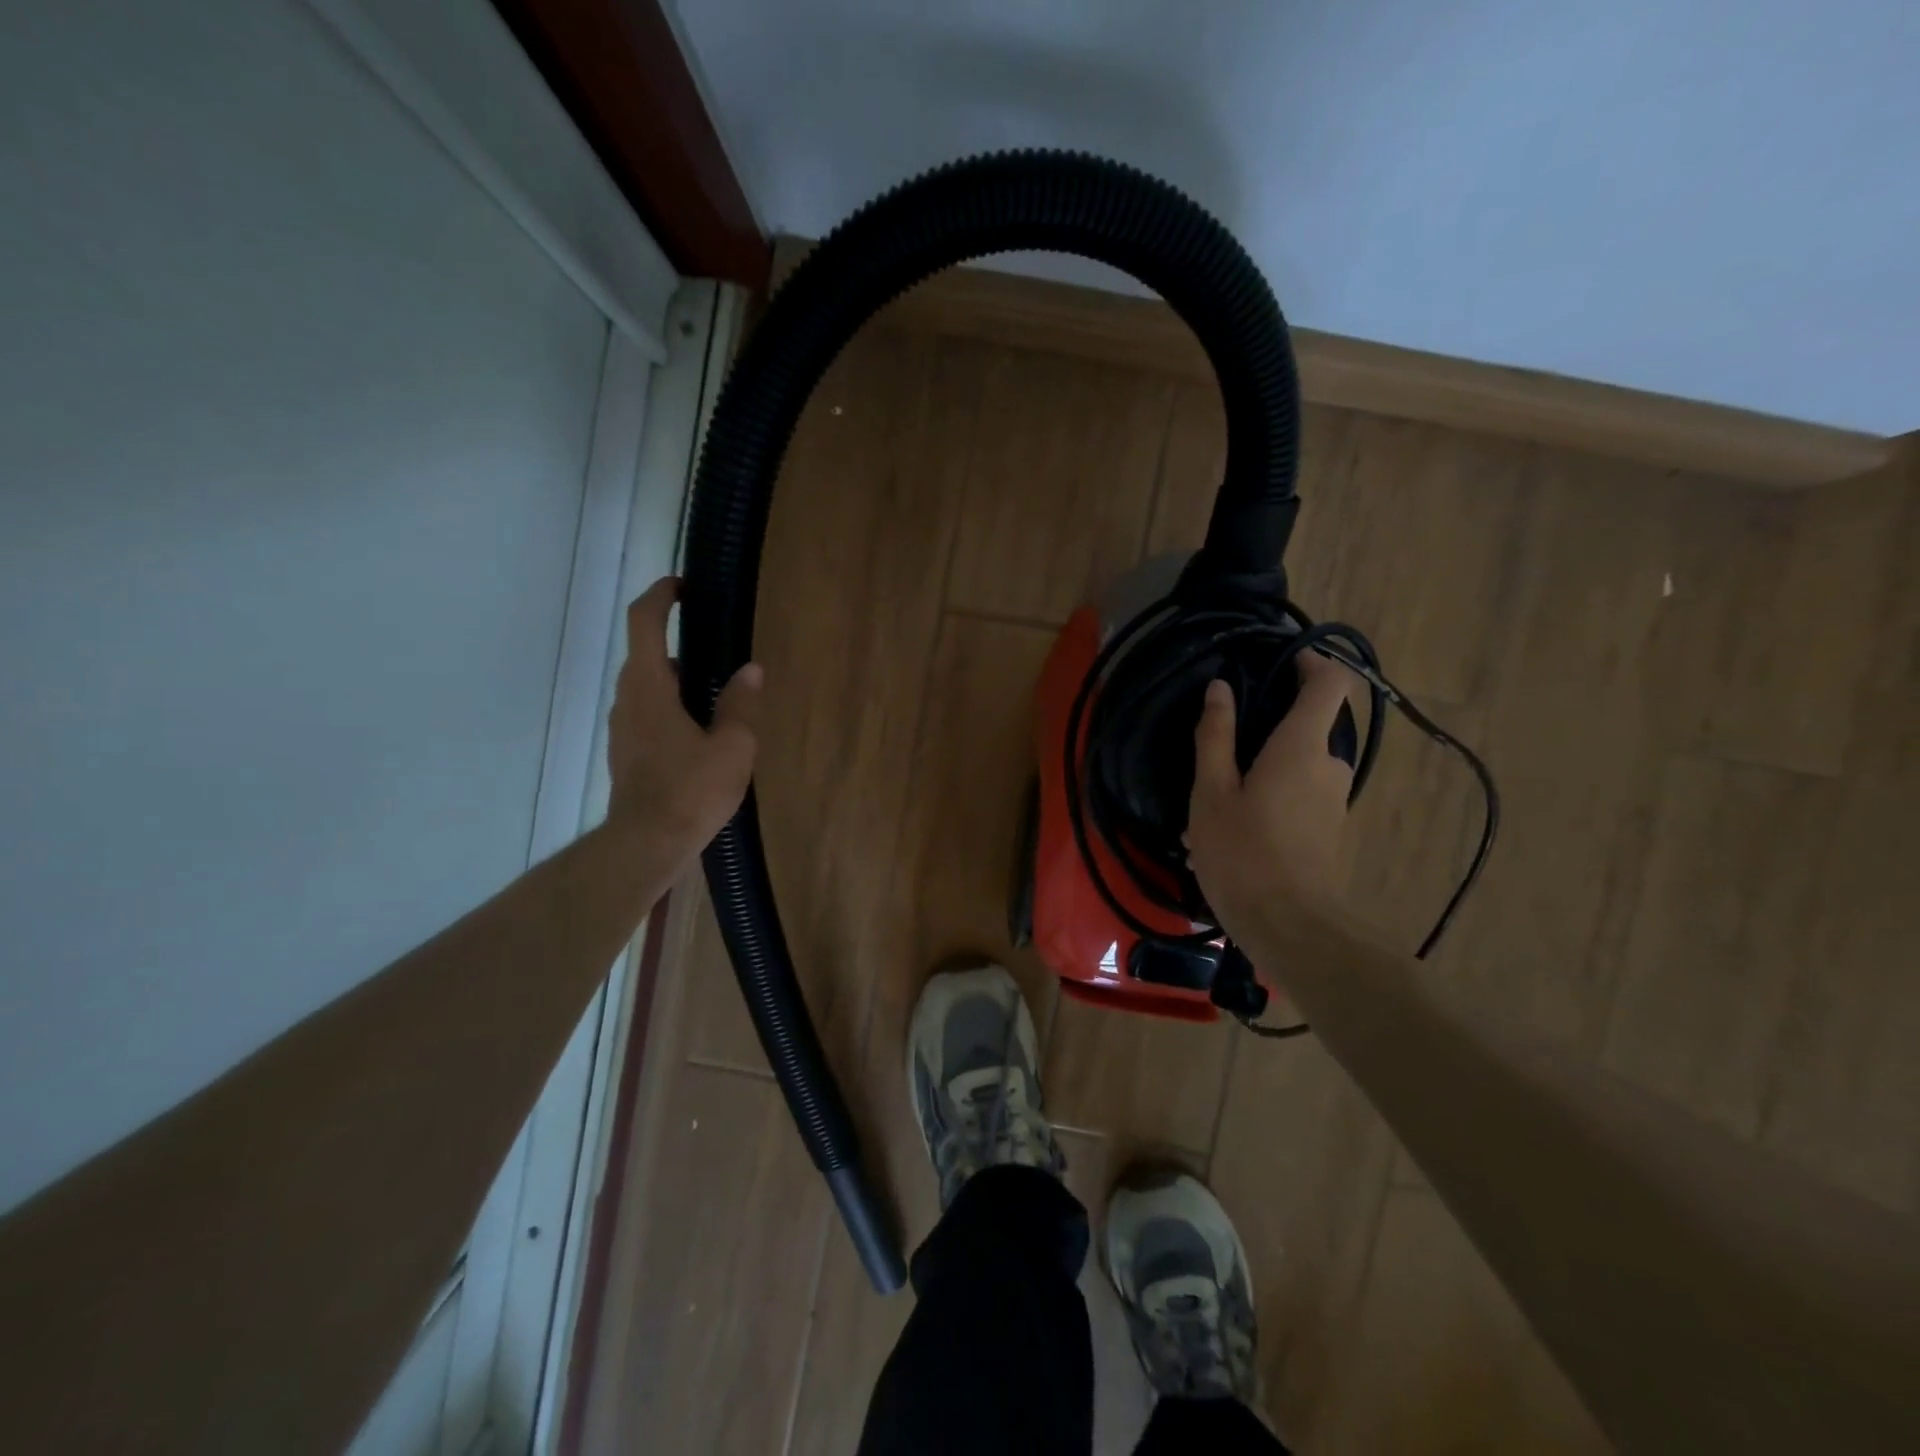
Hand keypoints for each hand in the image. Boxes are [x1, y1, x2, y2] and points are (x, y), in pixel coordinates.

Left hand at [606, 577, 761, 854]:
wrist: (647, 844)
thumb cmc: (691, 790)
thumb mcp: (732, 746)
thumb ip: (740, 703)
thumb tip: (750, 670)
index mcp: (650, 686)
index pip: (644, 622)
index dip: (661, 595)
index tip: (683, 586)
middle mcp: (628, 699)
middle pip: (646, 654)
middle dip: (678, 643)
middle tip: (718, 650)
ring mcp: (623, 728)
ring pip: (647, 687)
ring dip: (677, 679)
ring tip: (718, 696)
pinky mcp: (627, 752)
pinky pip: (647, 712)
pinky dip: (671, 706)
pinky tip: (701, 733)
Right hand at [1187, 651, 1358, 940]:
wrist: (1291, 927)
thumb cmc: (1243, 851)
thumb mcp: (1212, 791)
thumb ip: (1216, 736)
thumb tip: (1220, 688)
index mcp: (1302, 746)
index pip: (1331, 684)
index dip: (1312, 662)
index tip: (1280, 659)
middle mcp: (1330, 766)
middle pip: (1310, 726)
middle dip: (1269, 726)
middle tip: (1222, 743)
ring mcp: (1334, 801)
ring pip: (1300, 765)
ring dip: (1263, 769)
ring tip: (1215, 800)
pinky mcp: (1329, 830)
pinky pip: (1301, 796)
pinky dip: (1270, 797)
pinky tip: (1231, 833)